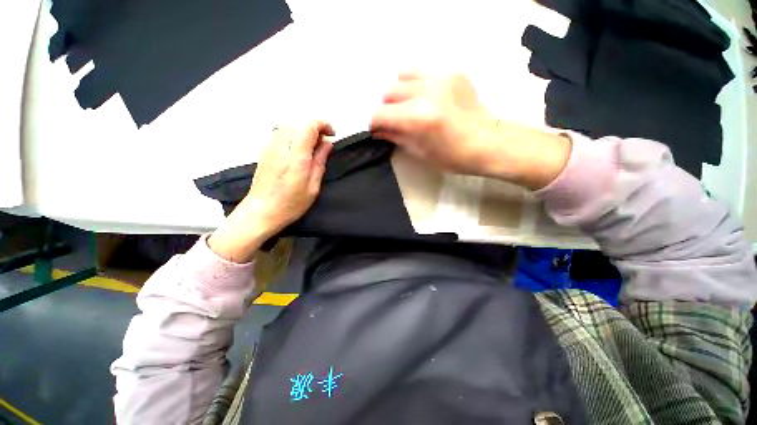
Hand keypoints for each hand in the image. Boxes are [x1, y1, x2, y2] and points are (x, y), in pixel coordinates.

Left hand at [209, 121, 333, 262]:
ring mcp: (270, 146)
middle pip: (299, 121)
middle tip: (324, 143)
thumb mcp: (313, 186)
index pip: (309, 124)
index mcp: (296, 155)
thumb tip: (327, 143)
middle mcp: (281, 145)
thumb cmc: (291, 203)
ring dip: (304, 130)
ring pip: (289, 124)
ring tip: (312, 147)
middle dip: (315, 126)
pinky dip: (294, 134)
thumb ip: (320, 161)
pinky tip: (299, 150)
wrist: (261, 211)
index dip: (323, 124)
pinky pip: (281, 132)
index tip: (332, 135)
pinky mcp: (265, 150)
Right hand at [370, 73, 570, 189]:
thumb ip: (396, 137)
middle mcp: (427, 92)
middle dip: (387, 109)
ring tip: (408, 106)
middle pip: (389, 92)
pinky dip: (417, 84)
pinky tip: (425, 98)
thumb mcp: (420, 153)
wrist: (488, 144)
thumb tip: (379, 131)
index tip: (377, 130)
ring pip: (403, 76)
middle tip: (394, 121)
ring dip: (400, 93)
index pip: (381, 114)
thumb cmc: (453, 157)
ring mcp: (442, 78)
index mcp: (419, 118)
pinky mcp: (453, 73)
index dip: (375, 124)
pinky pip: (424, 72)